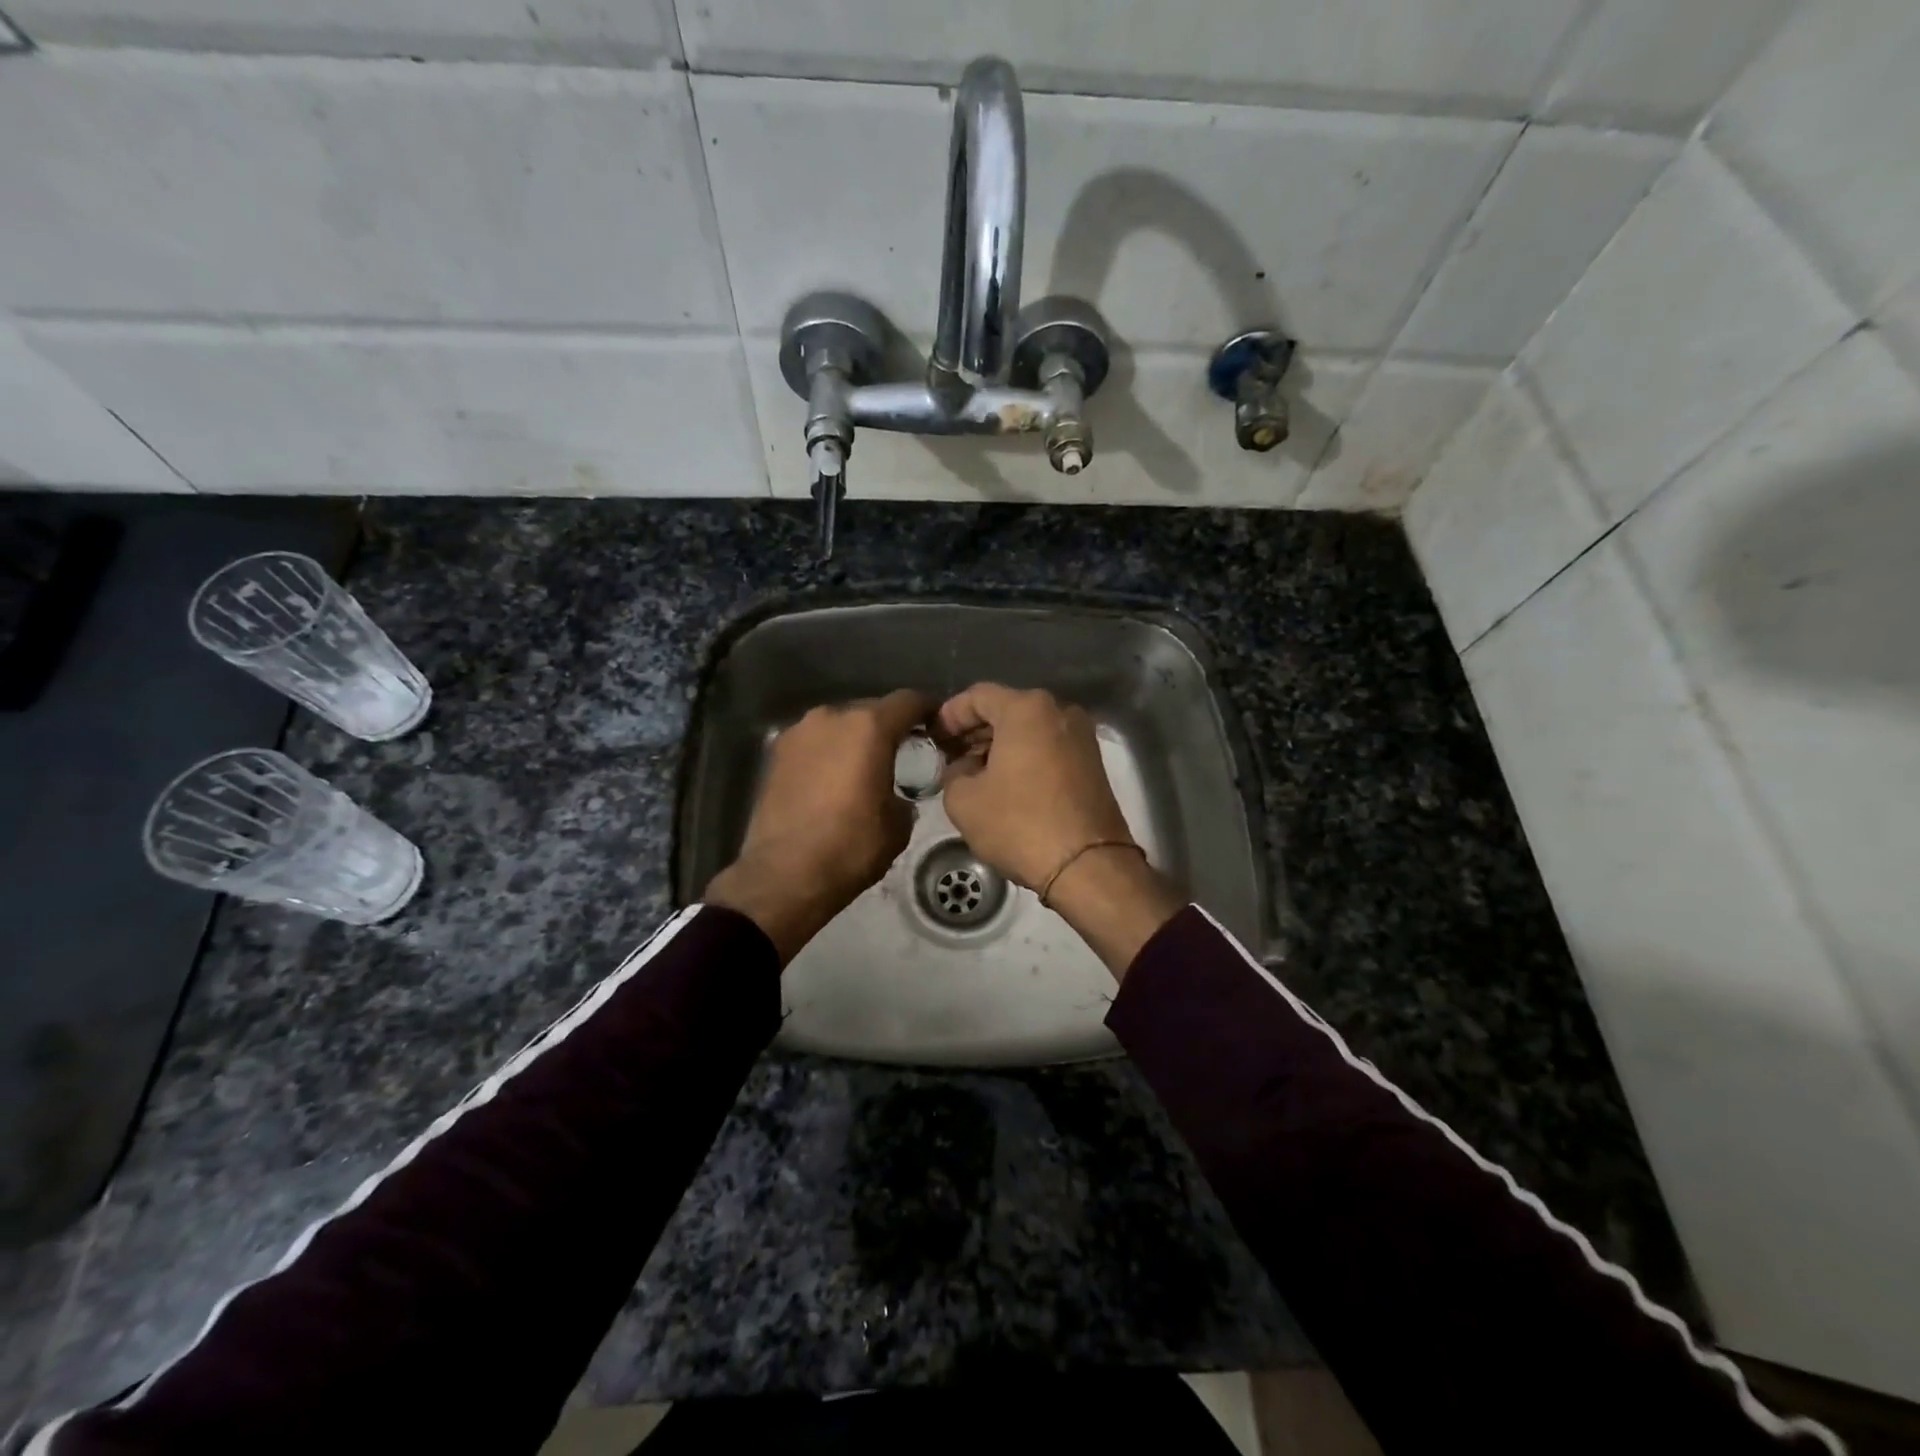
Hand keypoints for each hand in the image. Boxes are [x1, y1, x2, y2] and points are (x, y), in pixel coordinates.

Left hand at [706, 690, 930, 964]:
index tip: (936, 725)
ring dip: (854, 740)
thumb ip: (905, 794)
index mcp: (868, 727)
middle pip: (870, 710)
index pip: (908, 701)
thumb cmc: (850, 848)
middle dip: (887, 728)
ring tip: (863, 769)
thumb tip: (896, 794)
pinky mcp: (775, 753)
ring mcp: (798, 733)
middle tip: (901, 753)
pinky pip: (814, 744)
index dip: (927, 710)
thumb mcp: (898, 825)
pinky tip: (832, 782)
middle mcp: (831, 718)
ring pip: (838, 726)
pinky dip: (828, 754)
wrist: (784, 876)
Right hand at [935, 684, 1134, 890]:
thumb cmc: (1020, 824)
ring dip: (1000, 745)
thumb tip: (966, 767)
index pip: (978, 696)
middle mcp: (1059, 711)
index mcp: (1027, 708)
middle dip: (976, 730)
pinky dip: (1024, 757)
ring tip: (974, 772)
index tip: (935, 737)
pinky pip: (1048, 747)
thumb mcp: (963, 800)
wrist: (1088, 865)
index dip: (950, 714)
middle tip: (950, 754)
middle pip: (1007, 709)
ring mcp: (1082, 736)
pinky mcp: (1093, 763)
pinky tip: (1005, 782)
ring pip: (1030, 730)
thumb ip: (954, 772)